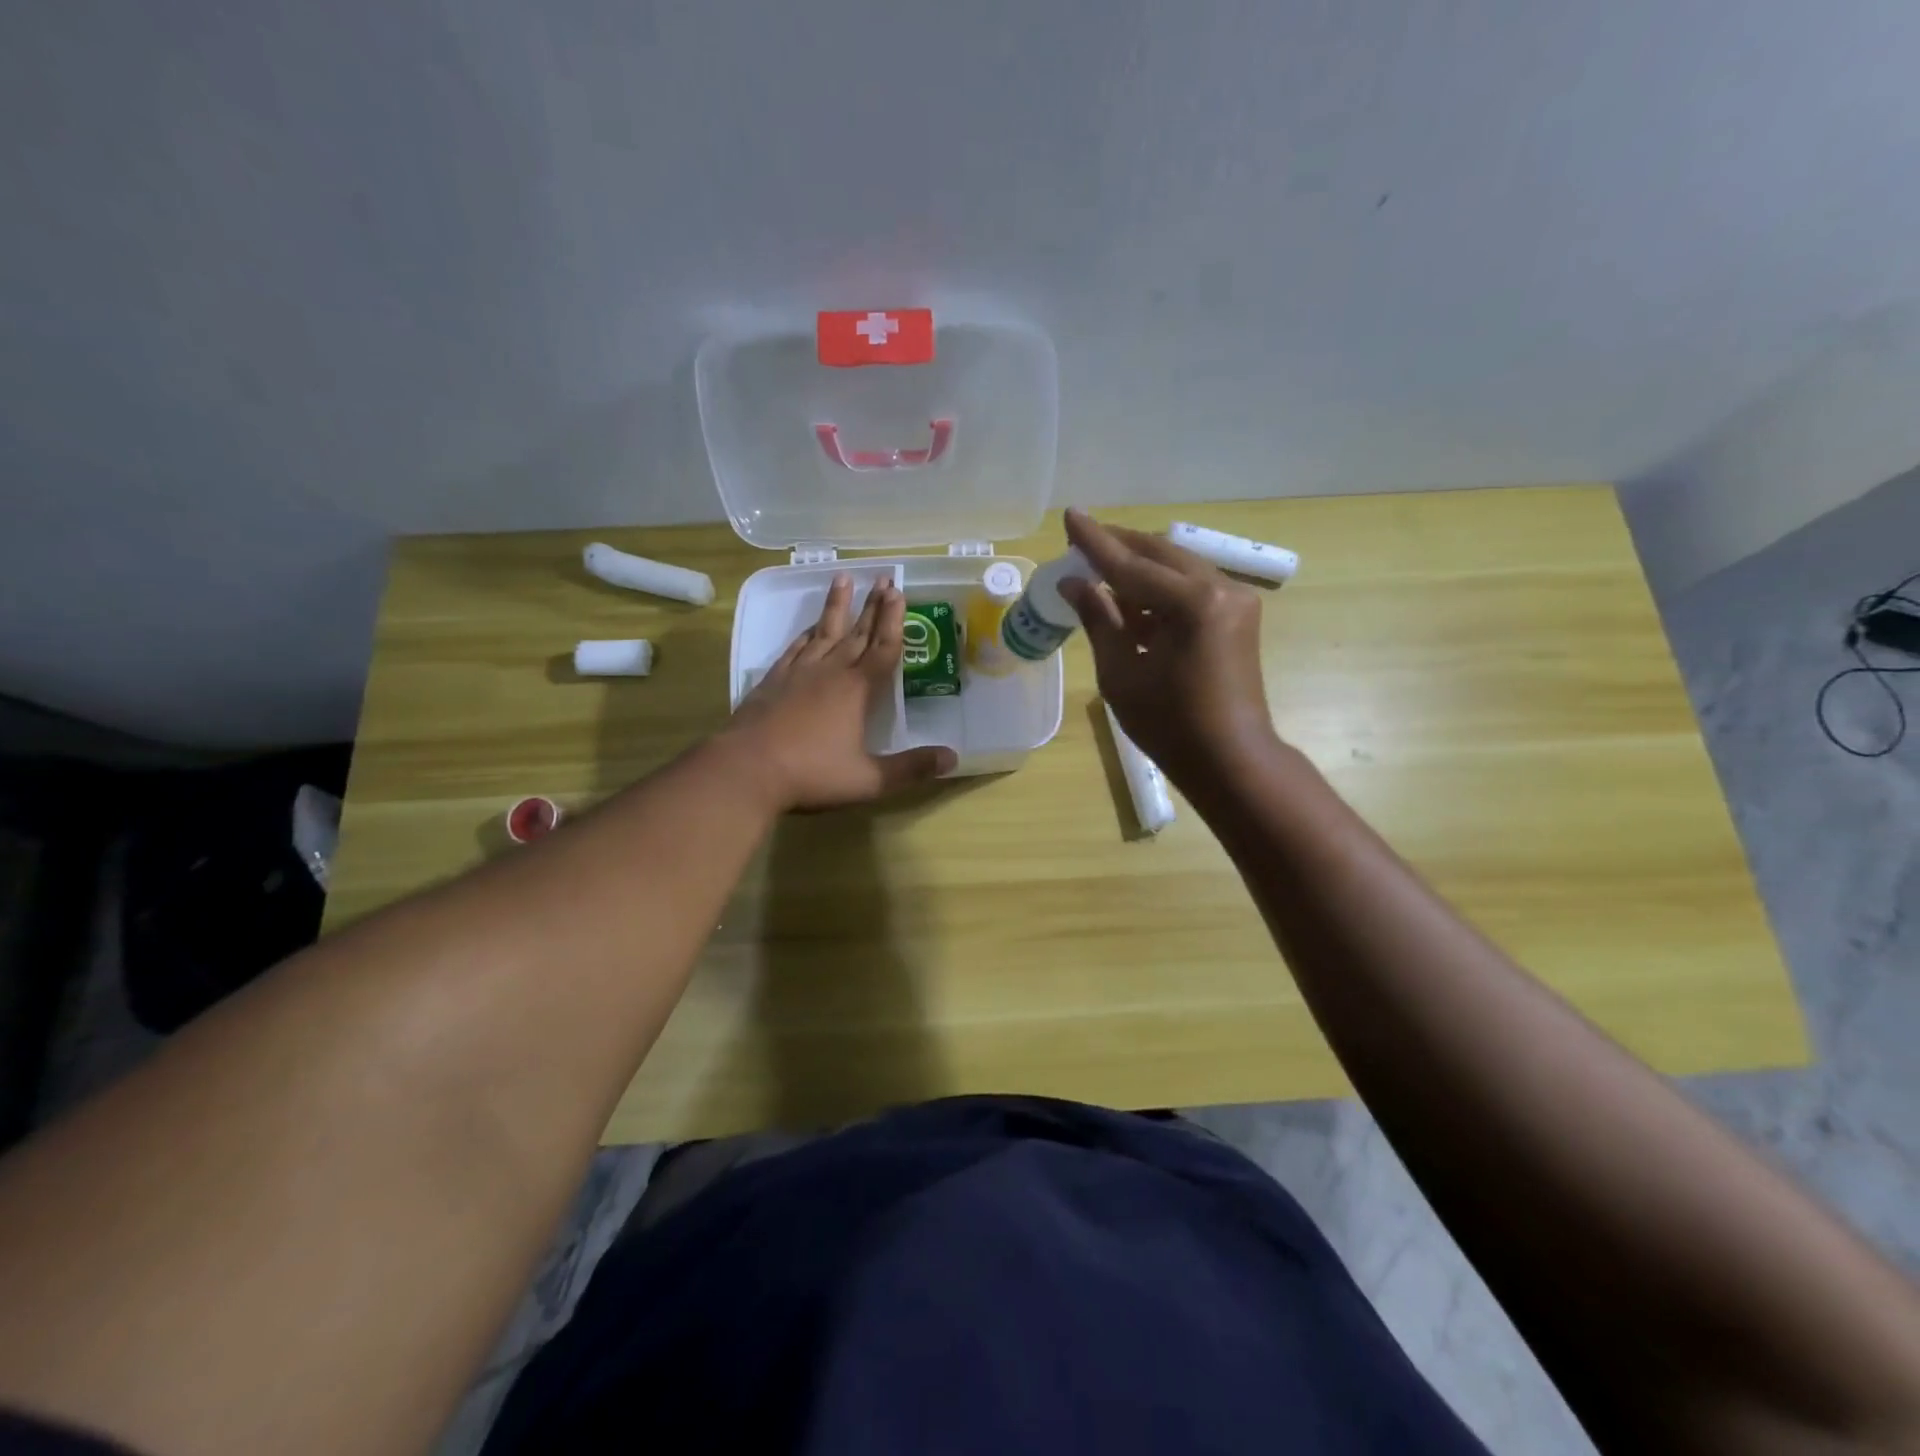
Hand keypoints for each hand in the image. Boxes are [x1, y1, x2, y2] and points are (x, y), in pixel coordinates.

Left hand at [726, 574, 956, 811]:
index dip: (894, 621)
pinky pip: (795, 649)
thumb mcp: (869, 780)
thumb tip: (952, 758)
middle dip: (872, 606)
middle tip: (883, 577)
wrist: (746, 770)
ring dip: (836, 607)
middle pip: (857, 633)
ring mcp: (797, 674)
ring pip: (823, 632)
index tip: (899, 592)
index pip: (883, 648)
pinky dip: (806, 634)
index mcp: (857, 690)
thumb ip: (911, 768)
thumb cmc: (811, 774)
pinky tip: (809, 628)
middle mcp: (830, 672)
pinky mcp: (772, 681)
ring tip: (844, 579)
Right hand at [1058, 508, 1277, 784]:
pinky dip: (1160, 588)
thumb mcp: (1121, 673)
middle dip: (1119, 547)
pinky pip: (1192, 586)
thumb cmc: (1170, 725)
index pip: (1130, 565)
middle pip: (1159, 554)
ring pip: (1177, 566)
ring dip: (1139, 567)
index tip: (1070, 515)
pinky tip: (1133, 598)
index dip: (1095, 543)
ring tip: (1101, 570)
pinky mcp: (1239, 614)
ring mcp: (1235, 599)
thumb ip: (1099, 620)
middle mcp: (1220, 588)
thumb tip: (1073, 583)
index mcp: (1191, 604)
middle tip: (1081, 541)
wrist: (1232, 759)